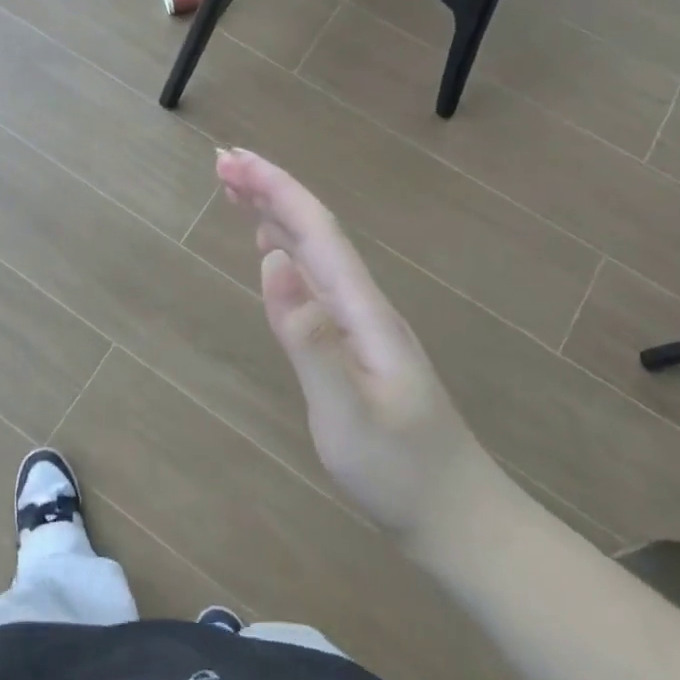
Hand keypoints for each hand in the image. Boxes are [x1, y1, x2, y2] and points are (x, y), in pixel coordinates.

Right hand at [215, 148, 499, 553]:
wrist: (458, 520)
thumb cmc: (400, 473)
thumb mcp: (348, 413)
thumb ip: (309, 338)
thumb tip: (272, 261)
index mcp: (363, 311)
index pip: (317, 232)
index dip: (275, 190)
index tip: (232, 160)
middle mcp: (363, 305)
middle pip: (315, 231)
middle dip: (269, 190)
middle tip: (222, 162)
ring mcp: (360, 324)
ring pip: (314, 252)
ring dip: (275, 214)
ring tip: (236, 189)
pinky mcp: (353, 344)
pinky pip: (314, 280)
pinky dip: (287, 251)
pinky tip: (273, 248)